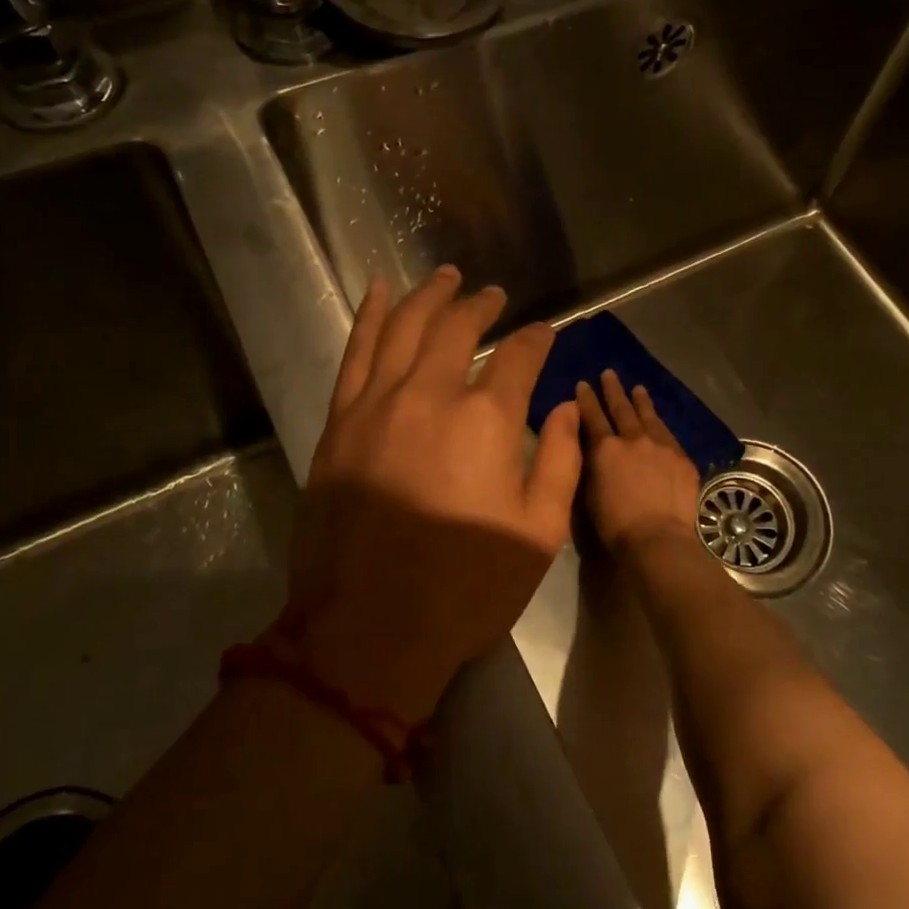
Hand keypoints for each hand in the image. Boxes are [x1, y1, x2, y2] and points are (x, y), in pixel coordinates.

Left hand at [282, 266, 582, 725]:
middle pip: (458, 328)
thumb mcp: (538, 534)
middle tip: (494, 295)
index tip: (545, 333)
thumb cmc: (465, 588)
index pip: (519, 358)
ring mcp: (377, 404)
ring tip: (447, 276)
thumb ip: (562, 463)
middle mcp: (430, 394)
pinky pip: (356, 354)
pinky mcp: (340, 422)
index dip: (537, 340)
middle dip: (482, 306)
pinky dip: (370, 317)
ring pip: (405, 327)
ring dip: (429, 296)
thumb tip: (568, 412)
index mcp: (487, 420)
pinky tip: (380, 293)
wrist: (367, 631)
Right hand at [575, 370, 701, 559]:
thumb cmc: (615, 525)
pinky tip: (660, 422)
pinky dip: (661, 425)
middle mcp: (633, 439)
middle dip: (613, 390)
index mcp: (605, 448)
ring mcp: (661, 447)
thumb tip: (594, 450)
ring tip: (638, 388)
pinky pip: (669, 435)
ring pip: (649, 417)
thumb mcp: (590, 493)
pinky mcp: (682, 459)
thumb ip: (592, 465)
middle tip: (609, 374)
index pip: (592, 417)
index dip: (586, 400)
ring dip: (641, 401)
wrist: (658, 538)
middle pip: (621, 409)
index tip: (582, 384)